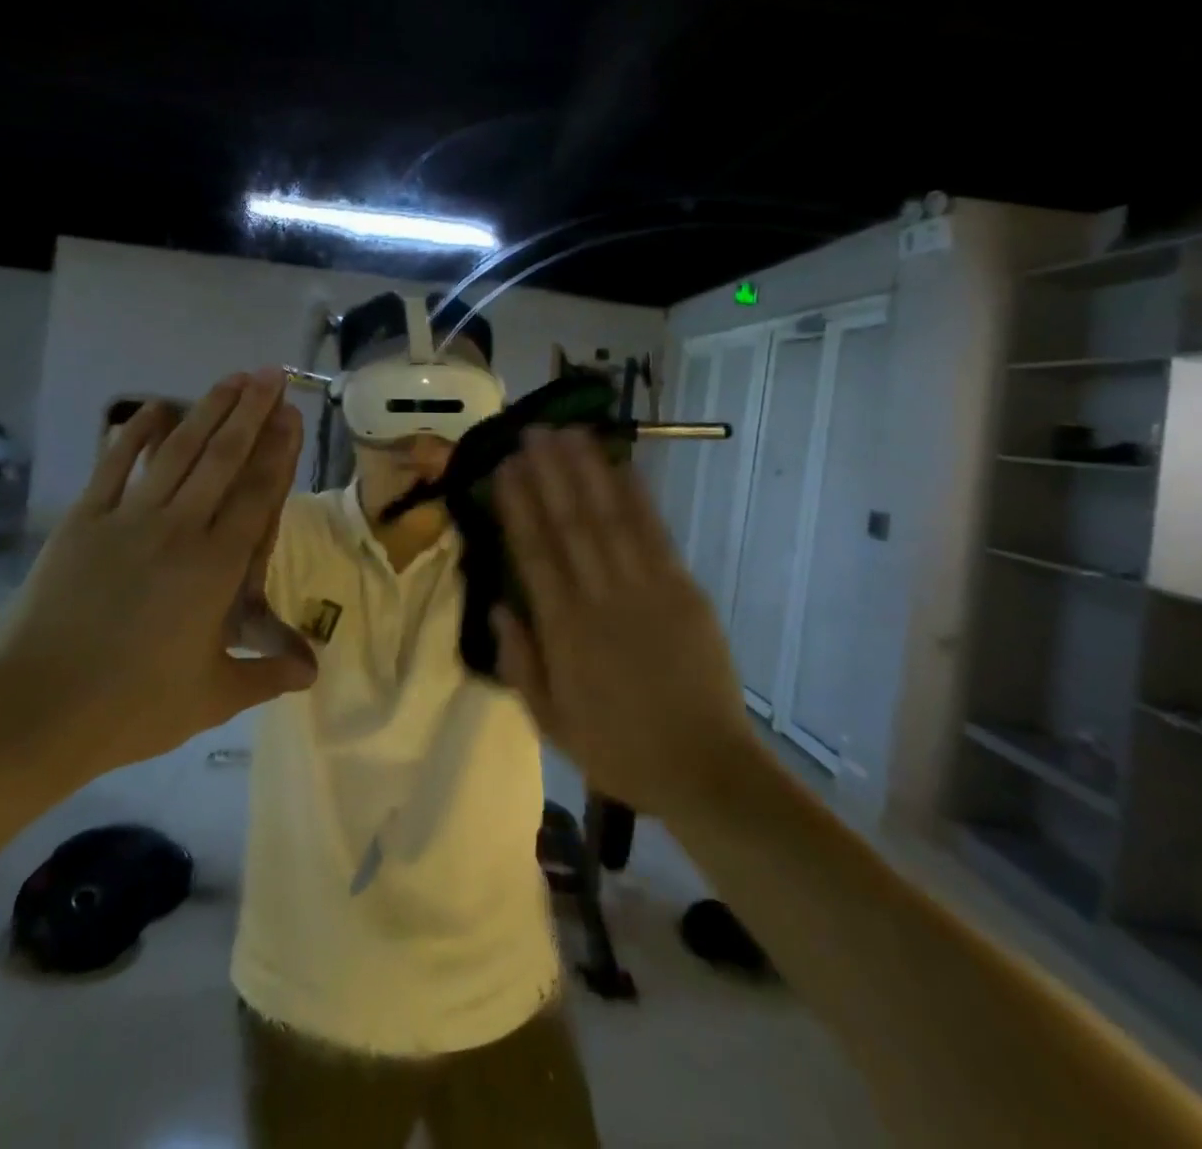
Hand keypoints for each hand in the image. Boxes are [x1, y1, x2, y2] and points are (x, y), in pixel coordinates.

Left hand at [0, 369, 316, 780]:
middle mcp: (180, 529)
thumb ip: (268, 674)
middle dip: (251, 412)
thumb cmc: (134, 706)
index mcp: (217, 567)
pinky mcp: (83, 522)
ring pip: (178, 452)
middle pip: (223, 458)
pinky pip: (114, 465)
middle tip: (270, 374)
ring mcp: (128, 519)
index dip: (279, 450)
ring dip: (208, 411)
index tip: (292, 414)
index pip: (259, 494)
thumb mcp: (214, 696)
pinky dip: (137, 434)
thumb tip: (314, 672)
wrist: (37, 711)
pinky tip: (156, 408)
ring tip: (232, 378)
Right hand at [491, 427, 756, 816]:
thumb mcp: (551, 723)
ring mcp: (647, 589)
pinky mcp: (684, 590)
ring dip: (588, 472)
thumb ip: (520, 663)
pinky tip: (623, 467)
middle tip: (532, 432)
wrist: (704, 769)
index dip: (518, 506)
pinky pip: (655, 535)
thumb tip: (497, 606)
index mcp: (564, 631)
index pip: (534, 553)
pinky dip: (638, 498)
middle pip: (569, 524)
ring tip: (569, 433)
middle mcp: (600, 598)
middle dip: (549, 473)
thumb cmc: (619, 749)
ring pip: (610, 518)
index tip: (505, 468)